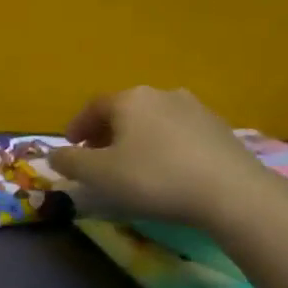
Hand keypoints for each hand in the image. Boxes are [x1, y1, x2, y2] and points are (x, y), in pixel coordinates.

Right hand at [47, 86, 276, 227]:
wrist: (233, 193)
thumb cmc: (154, 178)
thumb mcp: (99, 175)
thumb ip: (70, 162)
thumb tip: (54, 155)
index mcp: (129, 99)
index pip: (93, 107)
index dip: (77, 127)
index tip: (70, 148)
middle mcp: (161, 94)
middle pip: (124, 111)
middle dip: (107, 133)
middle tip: (98, 158)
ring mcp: (196, 109)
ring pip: (153, 121)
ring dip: (137, 139)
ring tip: (133, 165)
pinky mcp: (221, 129)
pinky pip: (180, 134)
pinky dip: (165, 147)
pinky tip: (167, 171)